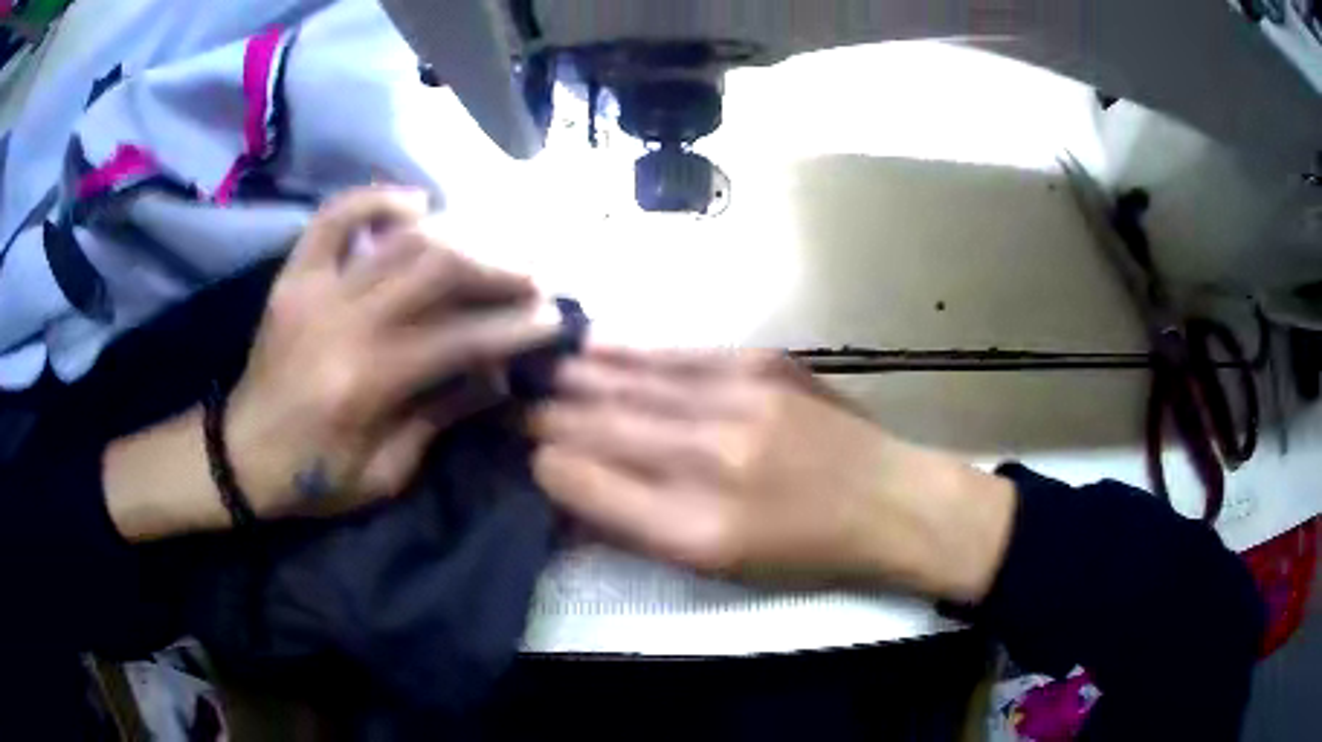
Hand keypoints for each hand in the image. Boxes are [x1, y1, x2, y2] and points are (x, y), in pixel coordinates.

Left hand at [225, 187, 557, 519]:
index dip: (512, 327)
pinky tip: (416, 203)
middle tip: (532, 276)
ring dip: (457, 236)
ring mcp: (313, 289)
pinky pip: (333, 217)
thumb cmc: (313, 478)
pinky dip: (376, 199)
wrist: (240, 455)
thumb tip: (495, 374)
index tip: (552, 319)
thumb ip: (438, 417)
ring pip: (398, 239)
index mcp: (365, 384)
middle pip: (434, 270)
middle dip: (495, 269)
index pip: (456, 339)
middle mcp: (341, 322)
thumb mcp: (384, 474)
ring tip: (492, 247)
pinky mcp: (294, 276)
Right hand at [530, 347, 1016, 601]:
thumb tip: (571, 493)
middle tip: (500, 403)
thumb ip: (638, 529)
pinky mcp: (761, 364)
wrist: (890, 501)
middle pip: (597, 427)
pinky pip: (673, 355)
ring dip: (570, 378)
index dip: (540, 462)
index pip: (583, 482)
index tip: (514, 450)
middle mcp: (706, 460)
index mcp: (692, 528)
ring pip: (627, 385)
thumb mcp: (719, 568)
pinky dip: (625, 352)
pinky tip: (588, 346)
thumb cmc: (804, 552)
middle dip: (540, 415)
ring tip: (528, 369)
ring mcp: (736, 402)